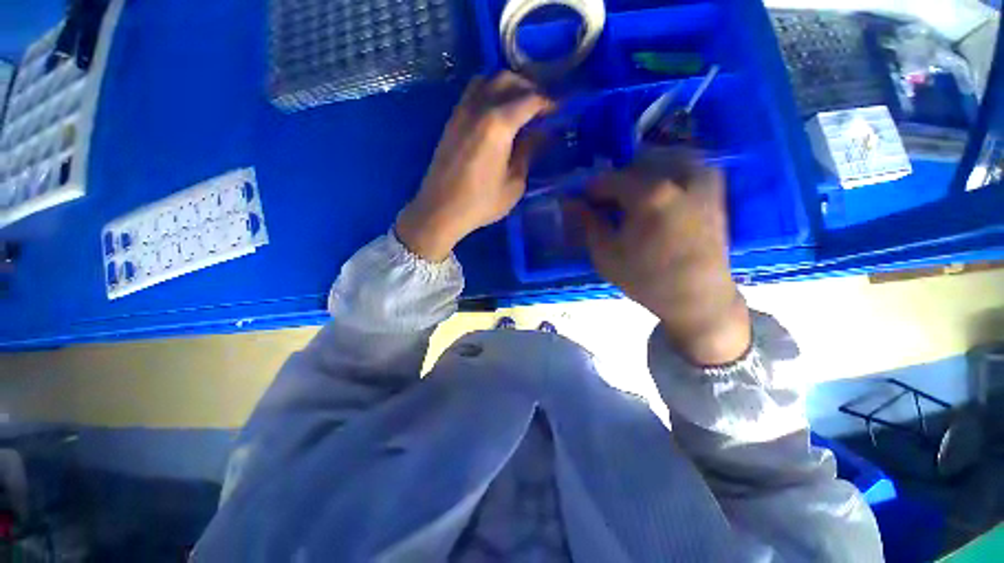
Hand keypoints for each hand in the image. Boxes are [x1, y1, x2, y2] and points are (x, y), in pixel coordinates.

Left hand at [395, 72, 552, 261]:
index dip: (547, 102)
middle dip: (528, 87)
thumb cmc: (481, 203)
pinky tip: (496, 113)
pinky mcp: (451, 121)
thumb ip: (528, 153)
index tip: (558, 110)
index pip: (529, 99)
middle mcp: (478, 108)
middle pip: (506, 79)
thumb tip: (540, 135)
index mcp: (498, 124)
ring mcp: (461, 111)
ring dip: (506, 85)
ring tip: (518, 105)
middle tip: (540, 106)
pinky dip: (489, 93)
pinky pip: (472, 93)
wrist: (441, 210)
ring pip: (486, 80)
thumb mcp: (514, 184)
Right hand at [576, 149, 750, 365]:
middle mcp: (679, 176)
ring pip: (664, 158)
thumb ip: (588, 223)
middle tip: (607, 202)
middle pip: (635, 163)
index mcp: (650, 193)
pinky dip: (667, 174)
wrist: (697, 298)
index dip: (589, 190)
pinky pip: (686, 167)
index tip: (581, 202)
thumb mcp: (606, 254)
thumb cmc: (646, 279)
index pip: (608, 179)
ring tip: (633, 198)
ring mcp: (702, 180)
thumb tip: (570, 202)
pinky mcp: (714, 190)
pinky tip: (659, 196)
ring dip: (643, 173)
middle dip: (616, 180)